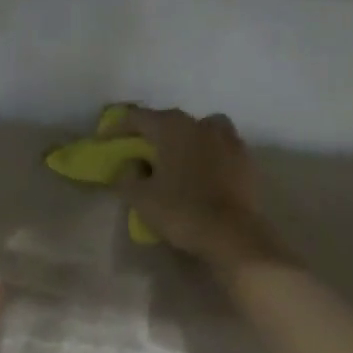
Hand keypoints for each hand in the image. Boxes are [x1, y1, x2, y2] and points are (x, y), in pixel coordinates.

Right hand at [110, 107, 285, 273]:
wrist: (233, 234)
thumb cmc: (181, 211)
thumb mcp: (140, 198)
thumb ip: (127, 178)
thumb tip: (130, 167)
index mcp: (173, 128)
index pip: (138, 118)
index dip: (117, 127)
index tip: (105, 140)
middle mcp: (202, 124)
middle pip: (171, 122)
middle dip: (153, 135)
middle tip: (140, 152)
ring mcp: (230, 140)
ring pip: (201, 131)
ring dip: (185, 141)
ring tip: (176, 160)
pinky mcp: (246, 160)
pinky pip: (220, 150)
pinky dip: (207, 156)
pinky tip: (201, 174)